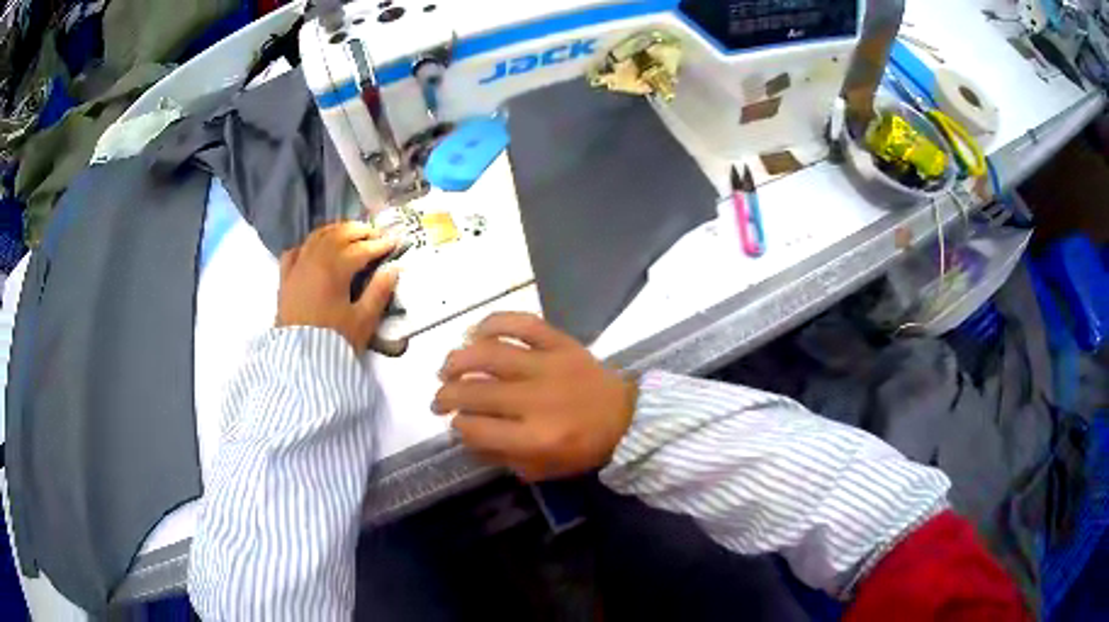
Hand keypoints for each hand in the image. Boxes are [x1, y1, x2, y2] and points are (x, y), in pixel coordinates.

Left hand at [276, 222, 398, 353]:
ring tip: (351, 233)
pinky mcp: (285, 279)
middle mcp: (314, 260)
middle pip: (339, 235)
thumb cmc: (334, 342)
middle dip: (360, 231)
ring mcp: (297, 267)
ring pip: (317, 237)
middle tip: (376, 234)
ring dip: (337, 230)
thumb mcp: (363, 321)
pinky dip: (309, 244)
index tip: (396, 241)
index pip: (361, 248)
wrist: (299, 363)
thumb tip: (394, 269)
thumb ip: (379, 292)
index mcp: (334, 269)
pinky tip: (316, 247)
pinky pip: (296, 251)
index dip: (380, 244)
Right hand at [432, 313, 637, 480]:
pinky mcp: (560, 343)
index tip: (455, 425)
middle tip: (438, 401)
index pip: (476, 429)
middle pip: (475, 392)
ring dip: (458, 360)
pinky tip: (476, 332)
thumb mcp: (541, 469)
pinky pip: (521, 323)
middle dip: (446, 397)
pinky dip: (494, 322)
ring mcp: (548, 366)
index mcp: (535, 437)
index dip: (458, 428)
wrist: (628, 417)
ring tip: (446, 369)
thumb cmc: (583, 448)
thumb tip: (463, 434)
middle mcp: (536, 400)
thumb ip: (501, 455)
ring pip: (489, 354)